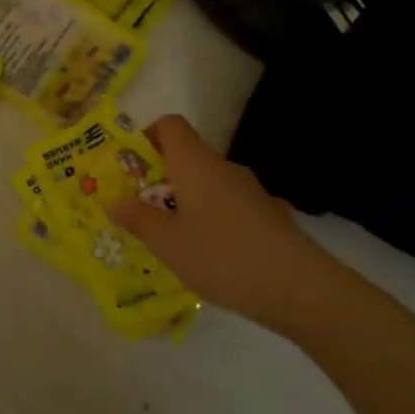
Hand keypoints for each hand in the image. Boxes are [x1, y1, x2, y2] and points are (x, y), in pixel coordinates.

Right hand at [108, 114, 350, 334]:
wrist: (299, 287)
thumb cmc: (222, 256)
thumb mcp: (168, 243)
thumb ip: (138, 219)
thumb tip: (115, 202)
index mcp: (195, 164)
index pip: (170, 126)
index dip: (146, 137)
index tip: (130, 167)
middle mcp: (223, 168)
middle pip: (187, 157)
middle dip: (160, 180)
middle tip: (140, 211)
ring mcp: (251, 191)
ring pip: (207, 185)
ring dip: (185, 203)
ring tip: (171, 240)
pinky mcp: (269, 215)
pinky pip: (228, 207)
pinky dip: (212, 221)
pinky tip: (209, 256)